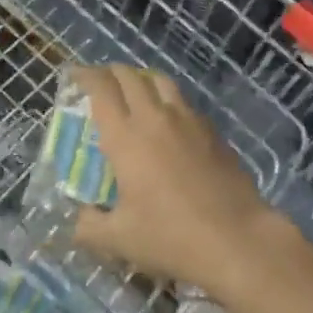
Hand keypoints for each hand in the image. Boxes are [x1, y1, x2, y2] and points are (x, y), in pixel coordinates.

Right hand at [70, 65, 279, 299]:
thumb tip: (80, 218)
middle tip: (102, 82)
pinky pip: (184, 102)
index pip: (101, 90)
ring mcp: (188, 120)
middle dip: (112, 73)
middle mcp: (155, 118)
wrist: (236, 237)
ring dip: (142, 79)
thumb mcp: (119, 240)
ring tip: (136, 92)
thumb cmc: (171, 236)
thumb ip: (90, 226)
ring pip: (161, 81)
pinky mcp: (212, 130)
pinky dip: (168, 99)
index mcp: (126, 137)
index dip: (86, 76)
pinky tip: (169, 120)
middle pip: (130, 77)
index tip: (76, 75)